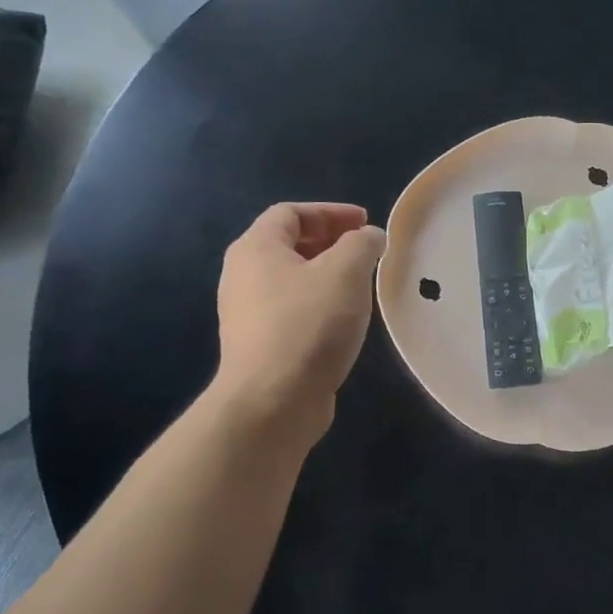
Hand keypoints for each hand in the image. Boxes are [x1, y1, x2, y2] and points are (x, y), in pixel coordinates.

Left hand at [213, 203, 385, 444]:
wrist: (273, 401)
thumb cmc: (308, 324)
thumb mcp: (345, 272)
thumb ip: (362, 244)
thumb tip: (369, 237)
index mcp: (256, 249)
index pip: (290, 213)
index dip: (330, 212)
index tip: (365, 222)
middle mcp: (243, 276)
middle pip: (288, 245)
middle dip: (330, 242)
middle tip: (365, 250)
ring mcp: (248, 314)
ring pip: (292, 280)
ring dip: (327, 275)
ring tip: (361, 284)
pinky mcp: (260, 345)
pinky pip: (293, 310)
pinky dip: (320, 304)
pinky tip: (345, 320)